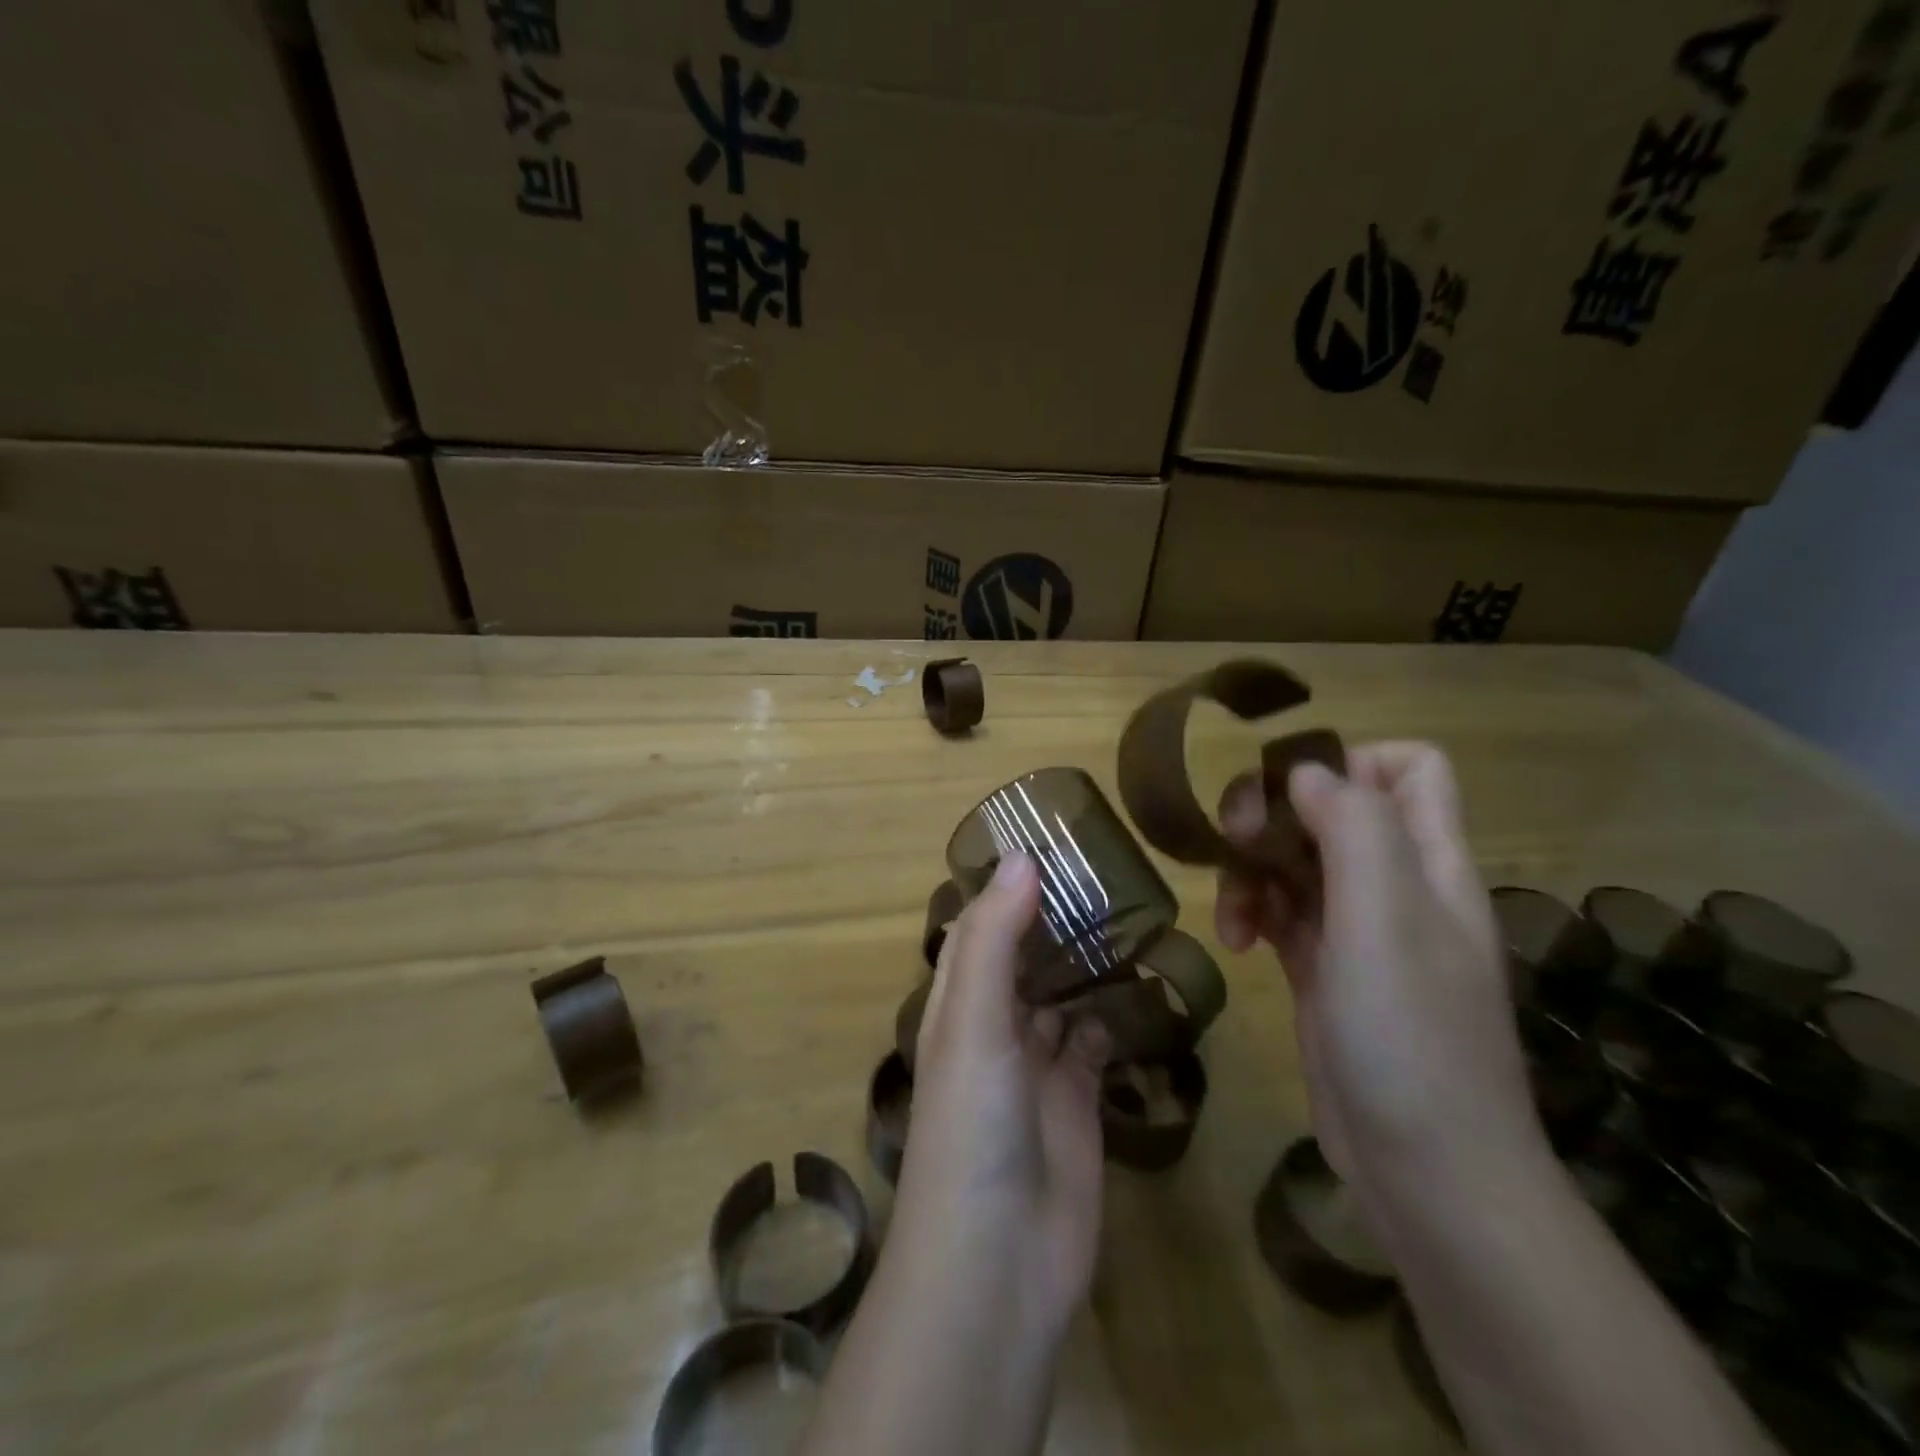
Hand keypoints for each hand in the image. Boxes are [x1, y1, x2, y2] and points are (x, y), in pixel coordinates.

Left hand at [902, 852, 1110, 1342]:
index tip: (1048, 841)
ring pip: (1064, 994)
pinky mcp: (1080, 1100)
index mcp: (959, 1002)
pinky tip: (1149, 982)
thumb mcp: (973, 1021)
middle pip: (1026, 956)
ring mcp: (1039, 1063)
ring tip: (1137, 911)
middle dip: (1057, 918)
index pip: (979, 927)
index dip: (1005, 886)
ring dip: (1090, 960)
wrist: (999, 1262)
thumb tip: (1020, 856)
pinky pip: (1099, 1040)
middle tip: (1110, 870)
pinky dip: (1117, 1013)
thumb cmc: (970, 1126)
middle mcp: (996, 1025)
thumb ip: (994, 939)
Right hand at [1213, 742, 1538, 1209]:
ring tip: (1232, 913)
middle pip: (1334, 810)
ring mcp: (1359, 931)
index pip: (1409, 769)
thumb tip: (1307, 772)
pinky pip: (1281, 913)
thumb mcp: (1386, 919)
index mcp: (1430, 863)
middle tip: (1236, 842)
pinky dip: (1252, 912)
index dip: (1351, 761)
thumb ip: (1354, 830)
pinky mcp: (1324, 970)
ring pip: (1297, 861)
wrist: (1426, 1172)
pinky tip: (1237, 944)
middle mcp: (1398, 887)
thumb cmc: (1411, 1037)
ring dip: (1253, 870)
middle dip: (1277, 815)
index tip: (1292, 793)